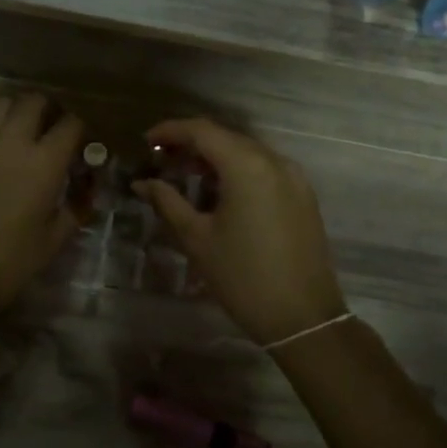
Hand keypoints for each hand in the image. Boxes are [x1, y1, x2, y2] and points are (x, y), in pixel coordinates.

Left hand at [0, 90, 84, 323]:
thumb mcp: (56, 237)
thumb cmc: (11, 262)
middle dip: (50, 110)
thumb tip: (87, 187)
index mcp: (44, 162)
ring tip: (23, 130)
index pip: (71, 123)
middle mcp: (12, 141)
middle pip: (35, 100)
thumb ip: (78, 205)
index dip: (82, 130)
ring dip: (18, 110)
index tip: (83, 145)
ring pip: (2, 101)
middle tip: (53, 131)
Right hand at [134, 117, 347, 346]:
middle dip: (192, 144)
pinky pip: (265, 169)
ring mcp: (294, 177)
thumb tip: (142, 182)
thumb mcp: (197, 238)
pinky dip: (239, 171)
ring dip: (216, 157)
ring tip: (187, 177)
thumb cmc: (242, 276)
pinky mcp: (304, 195)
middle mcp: (274, 160)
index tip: (146, 141)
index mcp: (247, 165)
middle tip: (162, 160)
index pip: (202, 131)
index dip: (171, 130)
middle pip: (226, 137)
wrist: (303, 317)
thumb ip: (168, 202)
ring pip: (247, 152)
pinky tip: (221, 193)